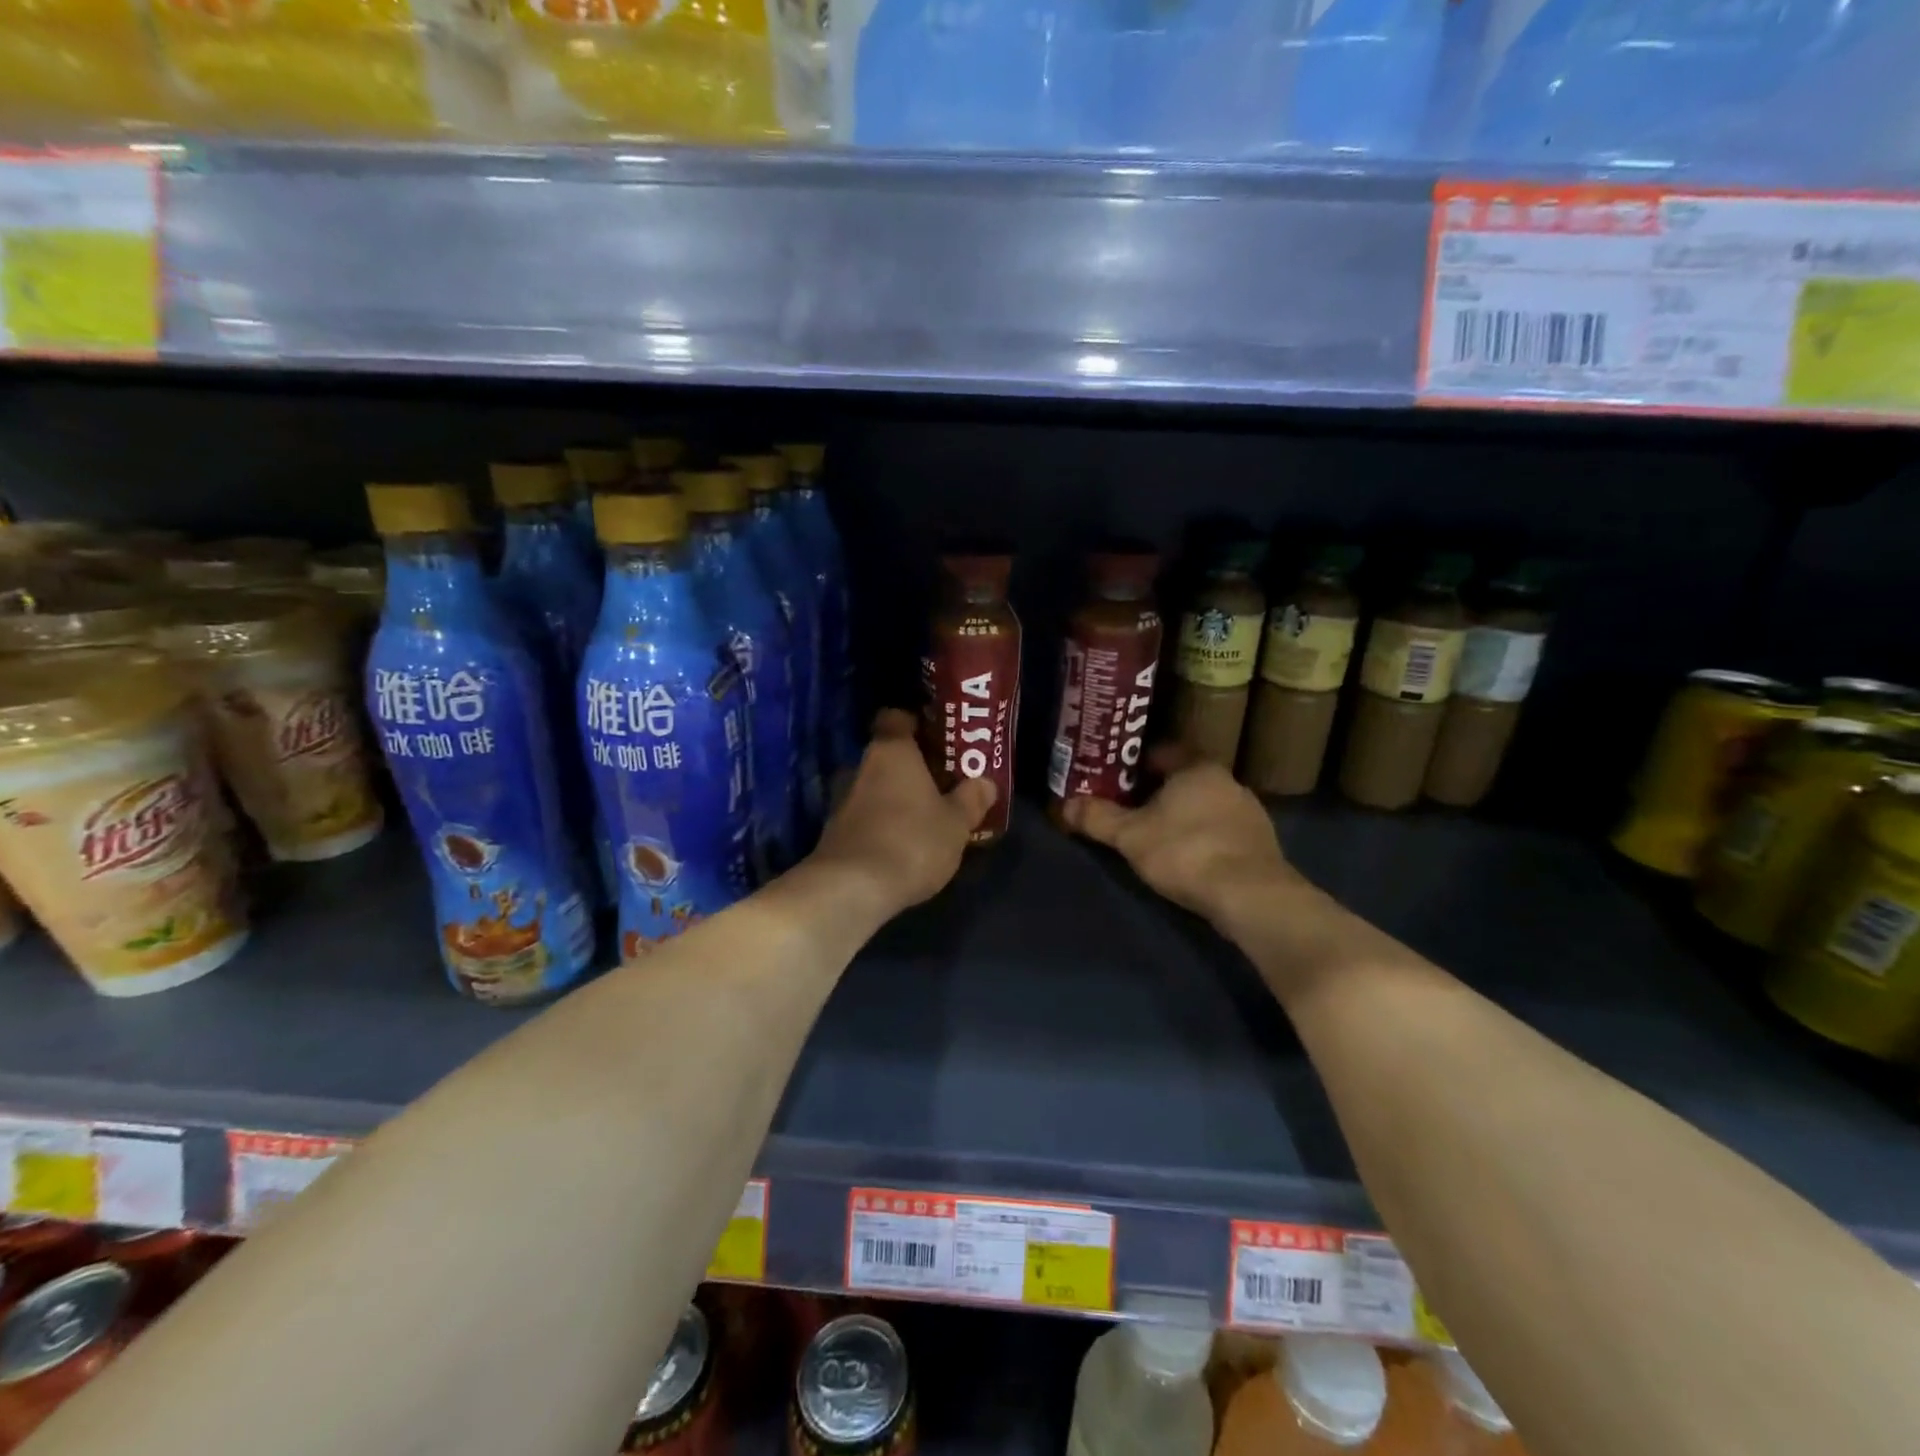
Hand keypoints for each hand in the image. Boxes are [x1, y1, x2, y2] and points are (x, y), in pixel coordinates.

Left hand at [809, 709, 996, 915]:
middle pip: (886, 755)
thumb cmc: (912, 841)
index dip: (914, 722)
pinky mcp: (833, 832)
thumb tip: (985, 783)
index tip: (935, 736)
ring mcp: (841, 799)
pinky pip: (864, 816)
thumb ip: (971, 799)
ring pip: (873, 787)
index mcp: (891, 751)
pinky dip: (880, 823)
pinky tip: (901, 843)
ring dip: (895, 797)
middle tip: (940, 781)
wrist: (852, 889)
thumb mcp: (956, 823)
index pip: (895, 717)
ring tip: (924, 816)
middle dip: (911, 767)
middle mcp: (861, 766)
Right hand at [1060, 745, 1299, 924]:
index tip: (1116, 779)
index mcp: (1197, 768)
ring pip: (1205, 806)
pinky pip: (1223, 831)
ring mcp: (1249, 812)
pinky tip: (1190, 859)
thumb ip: (1098, 818)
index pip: (1163, 752)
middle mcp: (1228, 781)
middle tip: (1130, 809)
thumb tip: (1065, 804)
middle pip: (1184, 779)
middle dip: (1158, 792)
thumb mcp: (1130, 836)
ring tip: (1157, 837)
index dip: (1136, 763)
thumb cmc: (1185, 852)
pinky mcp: (1261, 843)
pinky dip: (1204, 838)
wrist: (1250, 896)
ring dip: (1184, 817)